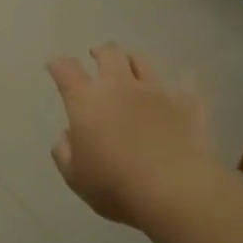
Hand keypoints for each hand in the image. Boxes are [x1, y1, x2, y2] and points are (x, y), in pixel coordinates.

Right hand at [46, 44, 209, 228]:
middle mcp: (119, 86)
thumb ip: (64, 152)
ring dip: (131, 60)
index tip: (55, 66)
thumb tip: (68, 135)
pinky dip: (172, 87)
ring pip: (141, 61)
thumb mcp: (75, 177)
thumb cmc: (116, 186)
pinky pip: (180, 84)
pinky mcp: (187, 102)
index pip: (66, 69)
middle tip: (96, 55)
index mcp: (86, 101)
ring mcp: (156, 90)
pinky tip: (173, 93)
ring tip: (130, 65)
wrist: (175, 190)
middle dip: (99, 52)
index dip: (58, 64)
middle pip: (108, 54)